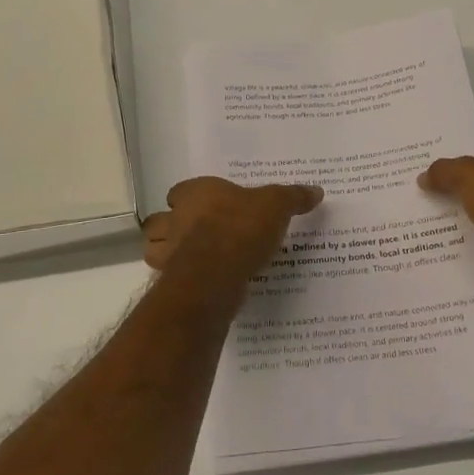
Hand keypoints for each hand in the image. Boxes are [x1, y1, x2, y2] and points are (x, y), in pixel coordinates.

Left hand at [142, 177, 322, 291]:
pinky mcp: (170, 281)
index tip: (208, 207)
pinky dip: (181, 280)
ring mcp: (168, 251)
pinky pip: (171, 278)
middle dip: (173, 227)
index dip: (191, 199)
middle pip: (162, 221)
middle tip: (196, 235)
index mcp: (195, 193)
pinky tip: (201, 284)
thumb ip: (293, 197)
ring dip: (169, 255)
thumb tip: (316, 190)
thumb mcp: (276, 206)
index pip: (181, 191)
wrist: (216, 273)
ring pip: (157, 250)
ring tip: (195, 261)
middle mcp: (174, 218)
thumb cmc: (241, 228)